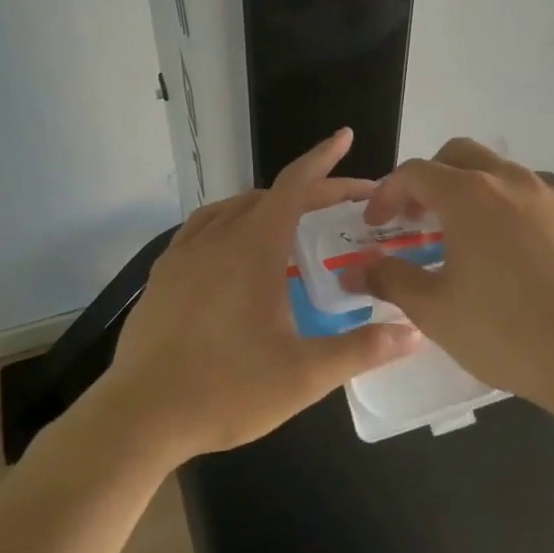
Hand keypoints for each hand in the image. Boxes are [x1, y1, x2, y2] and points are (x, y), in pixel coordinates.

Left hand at [97, 129, 421, 462]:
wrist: (140, 416)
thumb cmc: (227, 390)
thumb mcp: (304, 375)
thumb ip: (360, 350)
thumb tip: (413, 333)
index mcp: (255, 247)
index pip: (295, 185)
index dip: (324, 159)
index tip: (345, 136)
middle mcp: (218, 237)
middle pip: (271, 195)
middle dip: (310, 191)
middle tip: (344, 203)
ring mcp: (184, 253)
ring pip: (234, 208)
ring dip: (269, 204)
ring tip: (293, 220)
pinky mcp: (163, 274)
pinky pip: (203, 227)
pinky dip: (231, 221)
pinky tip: (234, 246)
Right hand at [341, 139, 553, 415]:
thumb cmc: (508, 331)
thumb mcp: (436, 311)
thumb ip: (390, 280)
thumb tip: (355, 269)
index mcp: (469, 194)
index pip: (415, 172)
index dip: (387, 193)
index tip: (375, 225)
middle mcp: (509, 181)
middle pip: (457, 155)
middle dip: (428, 179)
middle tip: (416, 219)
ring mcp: (549, 195)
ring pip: (497, 173)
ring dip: (468, 191)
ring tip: (460, 239)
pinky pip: (527, 196)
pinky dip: (503, 208)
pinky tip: (506, 255)